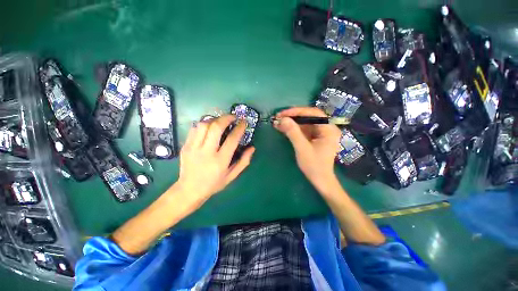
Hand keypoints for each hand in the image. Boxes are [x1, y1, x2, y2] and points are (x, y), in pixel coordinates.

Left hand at [174, 115, 254, 208]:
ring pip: (204, 125)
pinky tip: (209, 126)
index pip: (232, 139)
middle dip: (226, 118)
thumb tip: (252, 147)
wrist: (189, 190)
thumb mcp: (232, 176)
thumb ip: (244, 161)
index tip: (244, 122)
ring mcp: (193, 148)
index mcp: (220, 161)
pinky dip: (204, 124)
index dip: (239, 128)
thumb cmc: (214, 184)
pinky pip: (194, 129)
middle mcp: (206, 152)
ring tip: (221, 121)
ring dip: (215, 119)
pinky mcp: (185, 146)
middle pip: (216, 127)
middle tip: (233, 117)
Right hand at [274, 107, 341, 194]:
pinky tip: (284, 128)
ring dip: (292, 122)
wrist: (320, 180)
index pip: (313, 113)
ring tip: (278, 122)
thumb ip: (293, 133)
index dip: (297, 111)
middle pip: (309, 116)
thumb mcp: (302, 148)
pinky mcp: (315, 137)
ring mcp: (321, 133)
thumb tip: (282, 119)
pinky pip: (304, 129)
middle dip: (293, 116)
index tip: (283, 114)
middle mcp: (327, 128)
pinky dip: (293, 128)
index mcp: (329, 129)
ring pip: (305, 122)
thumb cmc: (314, 166)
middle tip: (279, 117)